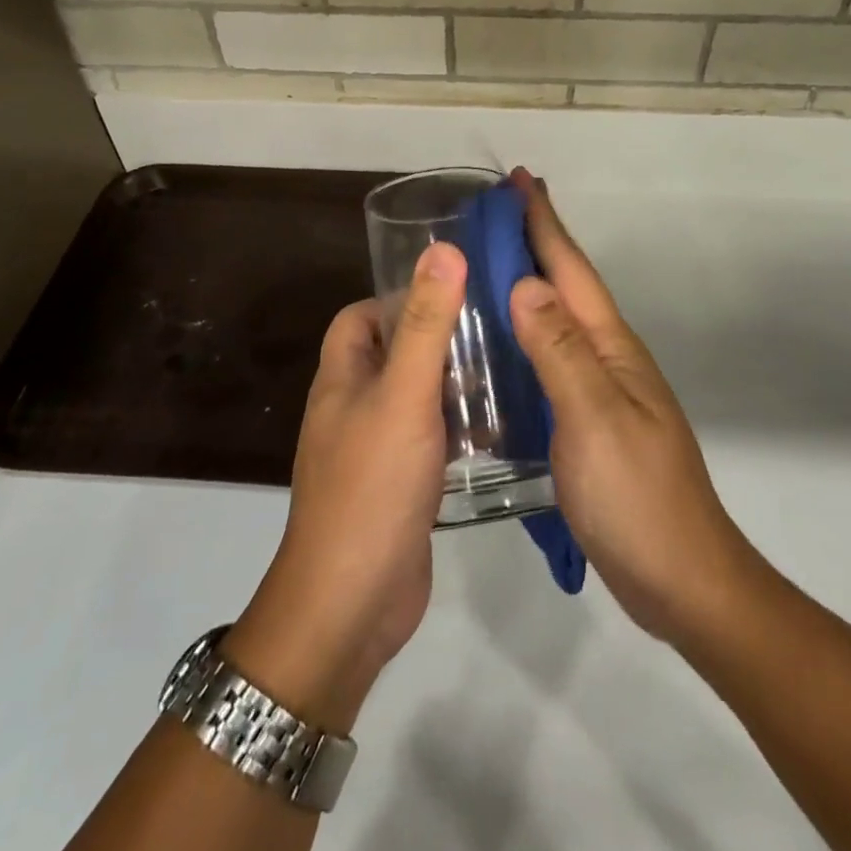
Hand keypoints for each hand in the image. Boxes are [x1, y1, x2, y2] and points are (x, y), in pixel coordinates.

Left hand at [222, 241, 464, 732]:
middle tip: (494, 326)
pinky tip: (499, 427)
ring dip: (451, 383)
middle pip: (392, 354)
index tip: (451, 290)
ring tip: (507, 366)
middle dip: (436, 337)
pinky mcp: (399, 486)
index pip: (360, 317)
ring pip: (414, 398)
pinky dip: (456, 428)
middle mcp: (352, 408)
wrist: (351, 603)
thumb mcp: (405, 394)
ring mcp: (374, 450)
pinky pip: (428, 439)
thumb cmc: (372, 484)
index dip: (397, 296)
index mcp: (342, 377)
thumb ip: (426, 323)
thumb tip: (443, 248)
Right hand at [506, 170, 759, 648]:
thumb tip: (526, 284)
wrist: (681, 579)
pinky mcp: (587, 421)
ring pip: (557, 321)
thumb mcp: (594, 419)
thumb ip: (560, 352)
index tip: (520, 180)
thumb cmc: (636, 497)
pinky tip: (500, 343)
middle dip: (536, 241)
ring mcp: (600, 390)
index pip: (571, 270)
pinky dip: (524, 335)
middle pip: (566, 286)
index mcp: (610, 347)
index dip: (544, 223)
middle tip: (494, 211)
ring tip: (489, 263)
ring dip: (528, 284)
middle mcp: (607, 357)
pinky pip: (549, 359)